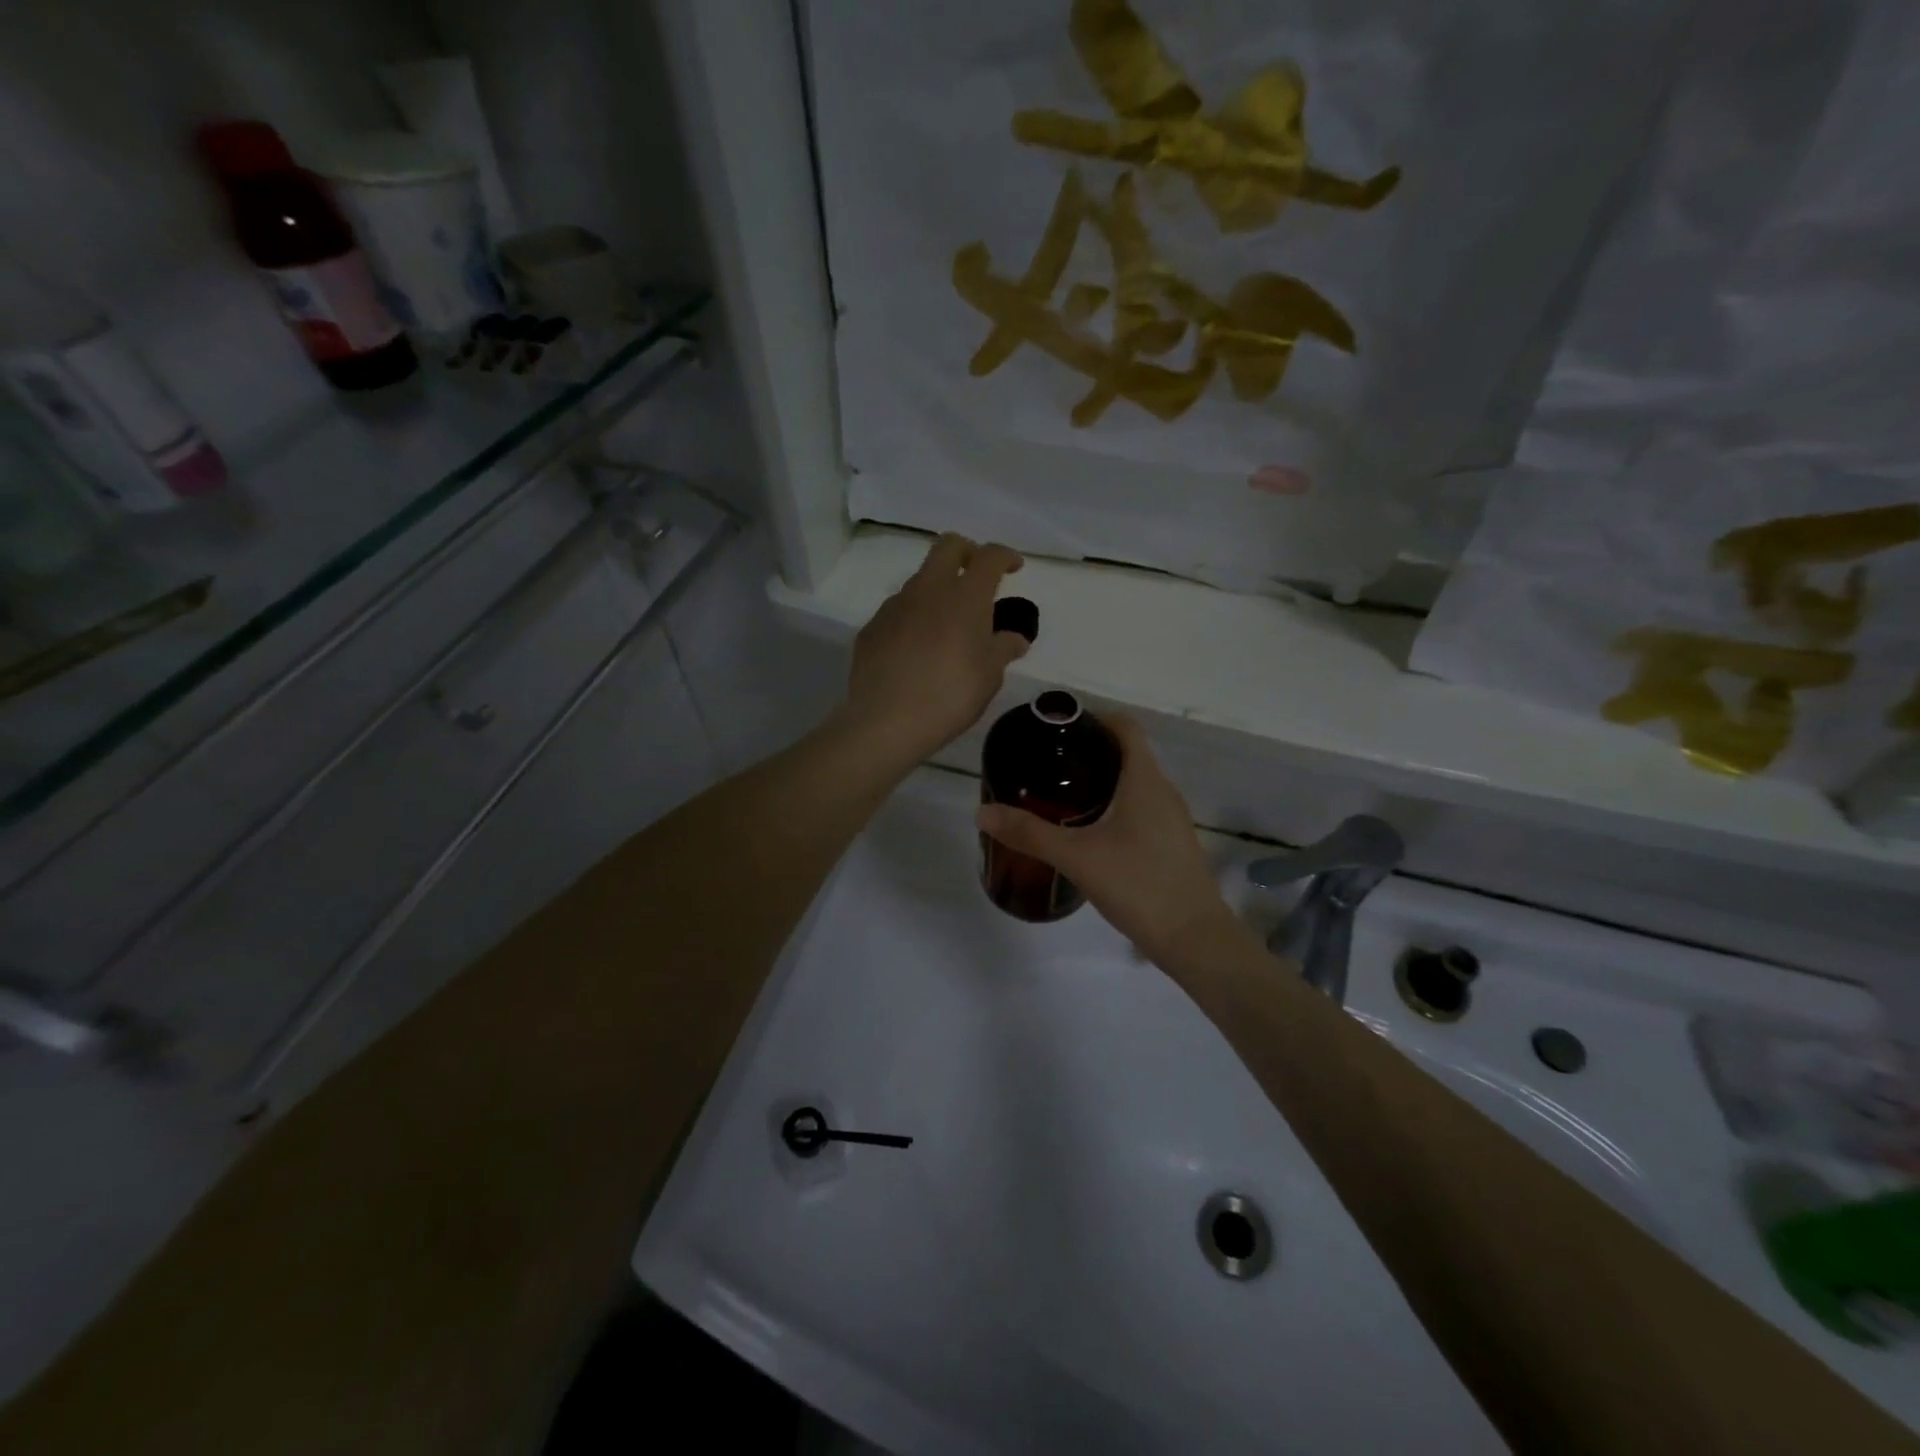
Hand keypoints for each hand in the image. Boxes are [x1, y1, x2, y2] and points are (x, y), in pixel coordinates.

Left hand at [840, 534, 1030, 763]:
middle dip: (967, 552)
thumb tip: (1015, 639)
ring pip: (919, 580)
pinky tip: (915, 650)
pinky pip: (898, 612)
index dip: (1005, 556)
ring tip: (946, 624)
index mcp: (965, 596)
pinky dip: (912, 618)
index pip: (989, 556)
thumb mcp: (989, 676)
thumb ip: (1003, 650)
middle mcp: (928, 589)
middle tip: (977, 576)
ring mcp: (895, 606)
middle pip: (947, 547)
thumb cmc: (951, 694)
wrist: (887, 720)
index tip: (1014, 567)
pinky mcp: (872, 627)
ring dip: (937, 589)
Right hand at [976, 715, 1244, 967]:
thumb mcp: (1077, 857)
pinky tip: (1087, 831)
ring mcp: (1171, 819)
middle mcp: (1163, 791)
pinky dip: (1114, 806)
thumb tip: (983, 813)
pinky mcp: (1171, 844)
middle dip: (1089, 751)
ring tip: (1060, 794)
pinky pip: (1140, 809)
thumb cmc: (1138, 885)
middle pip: (1127, 753)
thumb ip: (1030, 833)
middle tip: (1047, 763)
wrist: (1194, 939)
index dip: (1093, 718)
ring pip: (1134, 784)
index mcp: (1145, 780)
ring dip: (1102, 781)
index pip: (1124, 727)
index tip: (1058, 728)